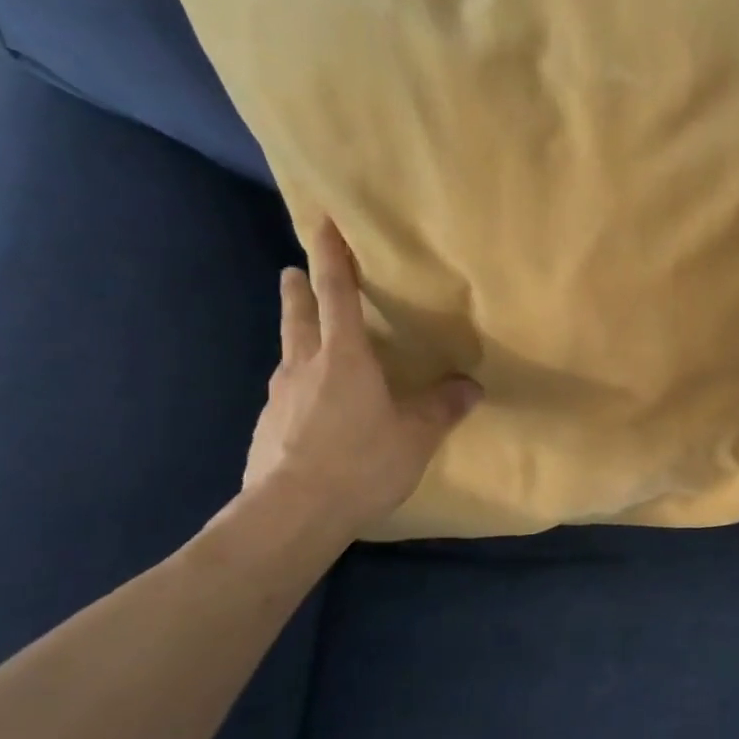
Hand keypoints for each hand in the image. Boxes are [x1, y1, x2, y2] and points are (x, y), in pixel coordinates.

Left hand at [244, 218, 479, 533]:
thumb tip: (471, 387)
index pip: (337, 294)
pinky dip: (299, 386)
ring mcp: (280, 398)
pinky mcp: (267, 428)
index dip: (332, 257)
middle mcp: (305, 367)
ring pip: (289, 355)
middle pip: (299, 317)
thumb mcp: (416, 436)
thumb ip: (443, 408)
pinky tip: (310, 409)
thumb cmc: (361, 462)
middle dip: (300, 291)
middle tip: (292, 271)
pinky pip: (287, 395)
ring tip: (308, 342)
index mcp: (344, 358)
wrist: (292, 513)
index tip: (323, 224)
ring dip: (297, 338)